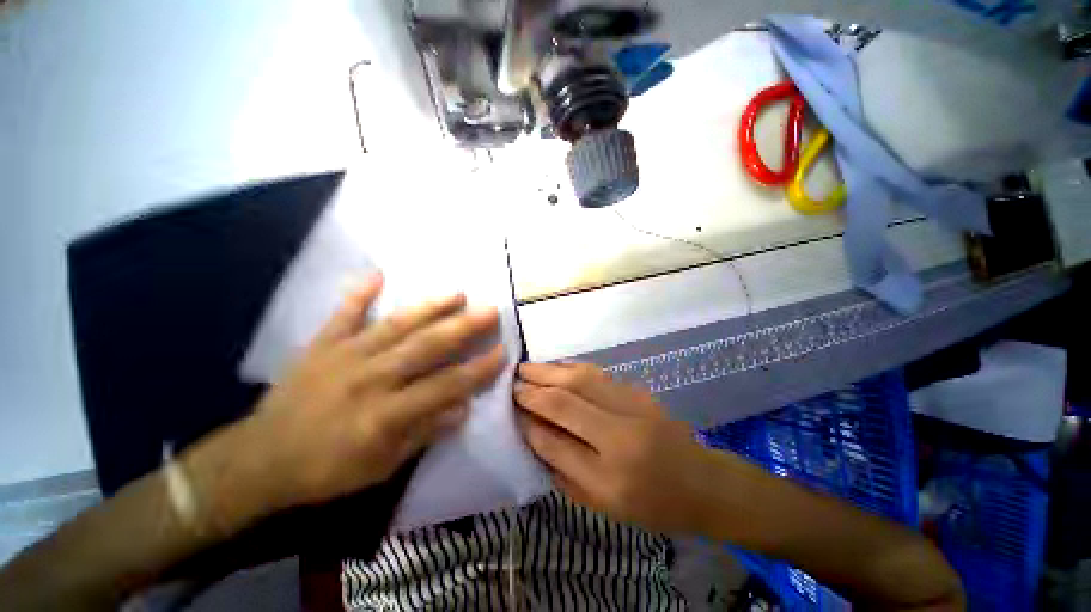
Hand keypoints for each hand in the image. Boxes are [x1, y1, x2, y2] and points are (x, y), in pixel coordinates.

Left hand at [225, 273, 505, 514]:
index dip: (478, 370)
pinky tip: (377, 275)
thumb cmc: (326, 470)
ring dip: (429, 308)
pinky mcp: (321, 346)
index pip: (446, 386)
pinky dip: (359, 294)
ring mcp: (344, 356)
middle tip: (489, 310)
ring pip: (395, 325)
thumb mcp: (382, 466)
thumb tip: (462, 408)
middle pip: (426, 347)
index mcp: (386, 413)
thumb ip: (424, 434)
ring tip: (456, 293)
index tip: (502, 352)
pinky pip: (342, 315)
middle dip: (463, 328)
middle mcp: (370, 378)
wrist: (258, 461)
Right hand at [514, 362, 723, 534]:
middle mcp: (620, 435)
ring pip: (581, 378)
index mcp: (610, 477)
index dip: (528, 423)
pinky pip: (597, 374)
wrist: (703, 483)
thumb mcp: (603, 505)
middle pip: (566, 401)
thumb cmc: (652, 505)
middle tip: (511, 381)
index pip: (555, 442)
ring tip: (526, 368)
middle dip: (533, 388)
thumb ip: (564, 471)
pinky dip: (571, 368)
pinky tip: (557, 368)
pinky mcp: (639, 392)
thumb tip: (533, 436)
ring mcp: (633, 407)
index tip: (509, 410)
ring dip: (549, 371)